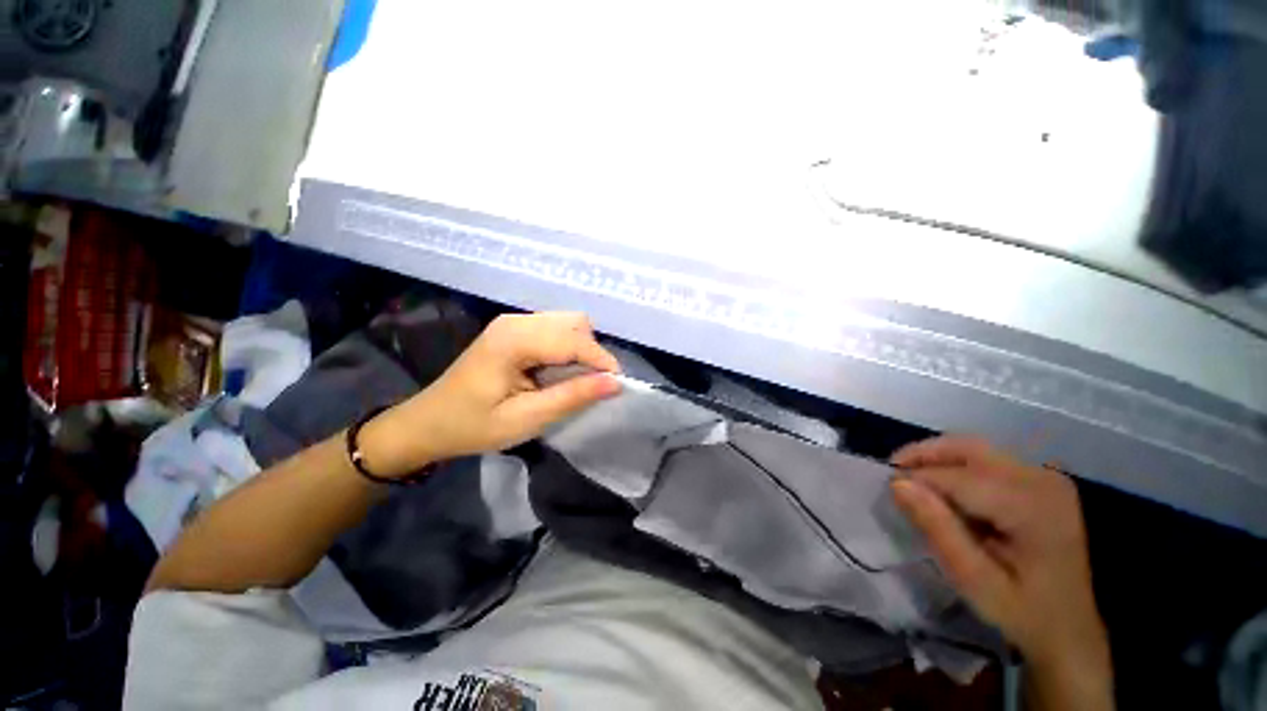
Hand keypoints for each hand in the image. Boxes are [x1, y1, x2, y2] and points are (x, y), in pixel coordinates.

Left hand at [360, 312, 621, 476]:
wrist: (428, 423)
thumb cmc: (473, 426)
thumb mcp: (526, 419)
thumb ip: (572, 397)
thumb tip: (615, 383)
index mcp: (514, 339)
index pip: (574, 339)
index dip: (602, 360)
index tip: (617, 386)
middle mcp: (516, 321)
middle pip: (575, 323)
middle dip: (592, 353)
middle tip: (591, 386)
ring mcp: (514, 322)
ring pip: (568, 323)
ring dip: (581, 349)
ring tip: (575, 381)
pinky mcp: (514, 330)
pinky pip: (556, 330)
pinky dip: (568, 348)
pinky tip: (559, 372)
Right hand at [890, 437, 1112, 707]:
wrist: (1070, 629)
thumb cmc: (1022, 612)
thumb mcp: (974, 580)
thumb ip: (937, 528)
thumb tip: (897, 484)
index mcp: (1034, 507)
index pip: (959, 478)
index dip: (917, 480)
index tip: (888, 492)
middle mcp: (1043, 480)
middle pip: (969, 448)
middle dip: (924, 455)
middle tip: (892, 472)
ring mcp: (1046, 477)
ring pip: (976, 449)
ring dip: (938, 459)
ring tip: (911, 479)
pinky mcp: (1042, 481)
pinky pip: (988, 460)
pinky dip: (957, 466)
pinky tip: (945, 488)